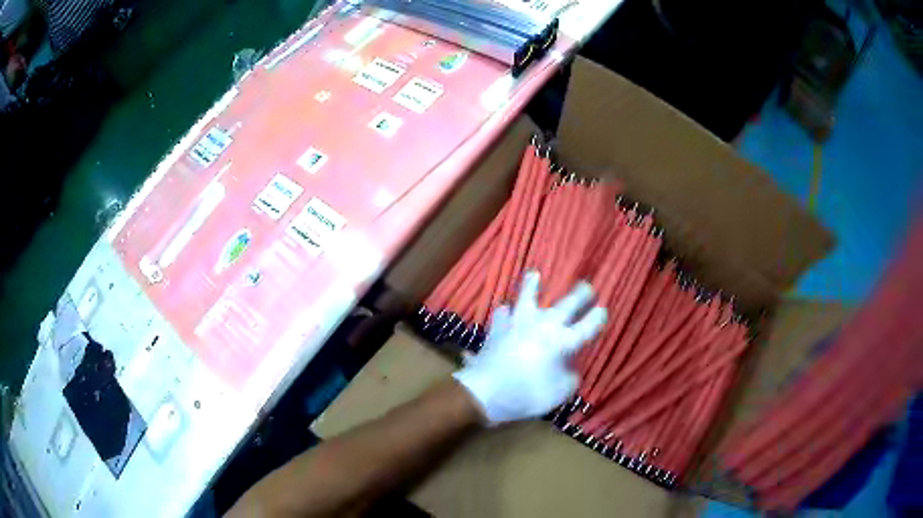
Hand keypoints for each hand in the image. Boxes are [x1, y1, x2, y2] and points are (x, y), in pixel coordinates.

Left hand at [453, 271, 606, 424]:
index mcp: (563, 341)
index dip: (598, 318)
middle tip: (586, 287)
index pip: (587, 326)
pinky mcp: (497, 328)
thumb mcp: (560, 393)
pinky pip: (502, 315)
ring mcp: (518, 323)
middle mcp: (544, 325)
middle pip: (566, 304)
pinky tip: (506, 312)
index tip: (603, 311)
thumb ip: (570, 377)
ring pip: (527, 297)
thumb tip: (569, 368)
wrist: (485, 391)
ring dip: (533, 285)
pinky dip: (506, 313)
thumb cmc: (527, 394)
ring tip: (535, 274)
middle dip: (580, 295)